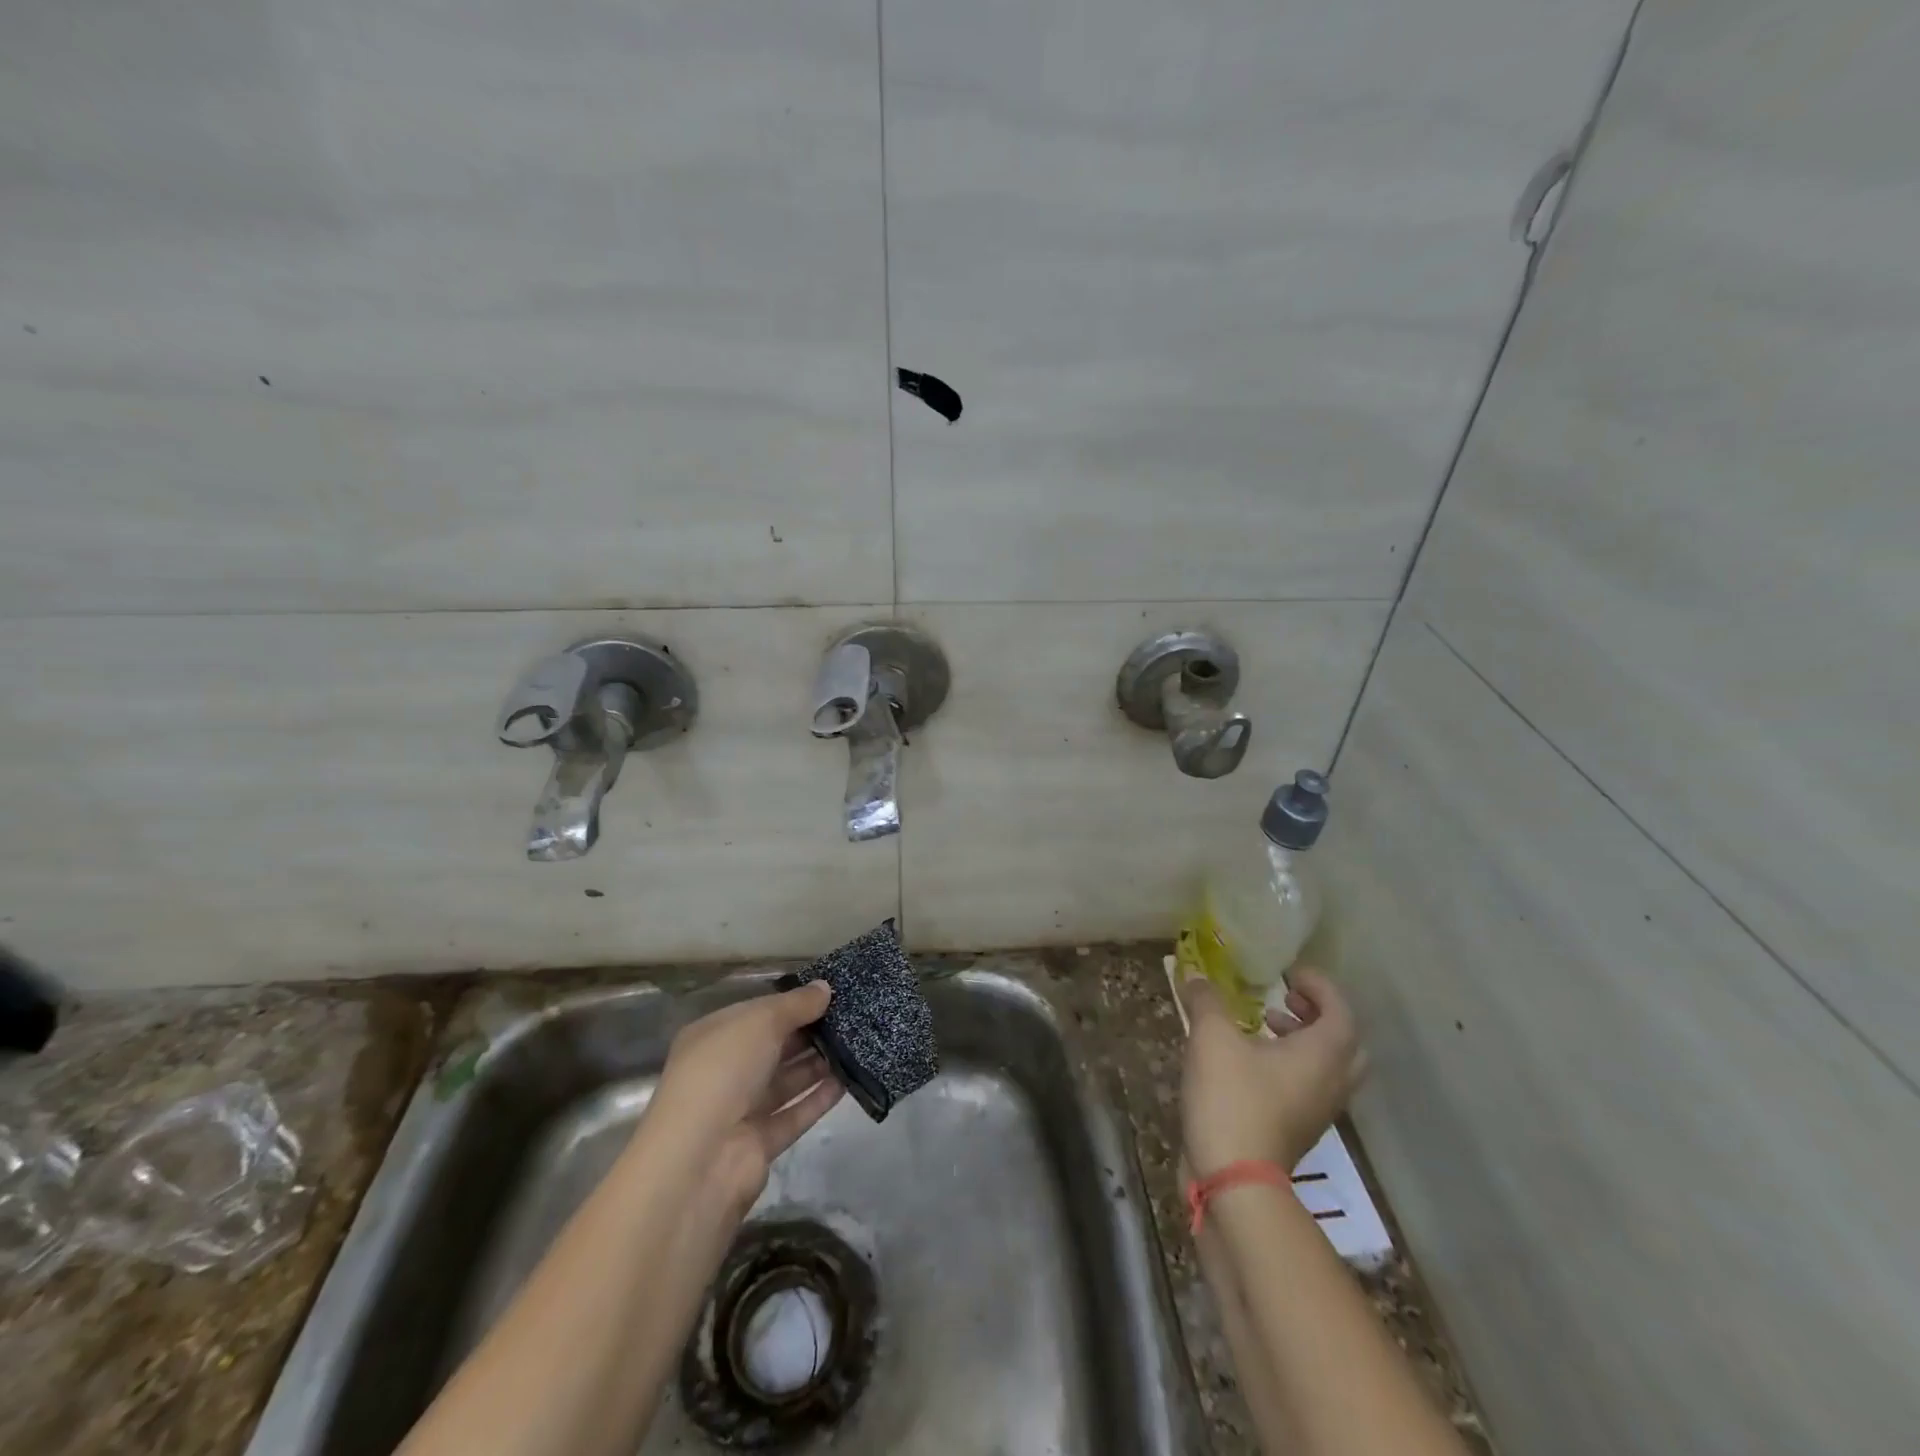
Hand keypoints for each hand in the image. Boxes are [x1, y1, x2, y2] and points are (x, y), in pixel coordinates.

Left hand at [646, 982, 844, 1210]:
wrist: (699, 1160)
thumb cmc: (723, 1072)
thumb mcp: (760, 1022)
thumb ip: (796, 1004)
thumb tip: (825, 987)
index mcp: (713, 1037)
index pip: (757, 1013)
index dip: (791, 1003)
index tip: (829, 994)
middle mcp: (724, 1071)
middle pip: (773, 1047)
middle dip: (809, 1033)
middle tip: (851, 1018)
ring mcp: (741, 1110)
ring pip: (786, 1080)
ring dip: (818, 1064)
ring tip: (857, 1045)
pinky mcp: (760, 1143)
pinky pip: (795, 1114)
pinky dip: (819, 1098)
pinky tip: (848, 1081)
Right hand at [1179, 966, 1366, 1177]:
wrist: (1235, 1181)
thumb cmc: (1233, 1099)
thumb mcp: (1212, 1037)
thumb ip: (1206, 1000)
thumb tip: (1195, 975)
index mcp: (1323, 1054)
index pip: (1340, 1009)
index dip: (1318, 985)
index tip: (1288, 972)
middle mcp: (1331, 1082)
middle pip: (1344, 1041)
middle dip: (1317, 1014)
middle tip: (1285, 999)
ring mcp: (1318, 1111)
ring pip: (1326, 1066)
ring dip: (1302, 1040)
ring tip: (1263, 1025)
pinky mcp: (1298, 1130)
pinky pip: (1307, 1086)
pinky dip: (1288, 1065)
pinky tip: (1247, 1061)